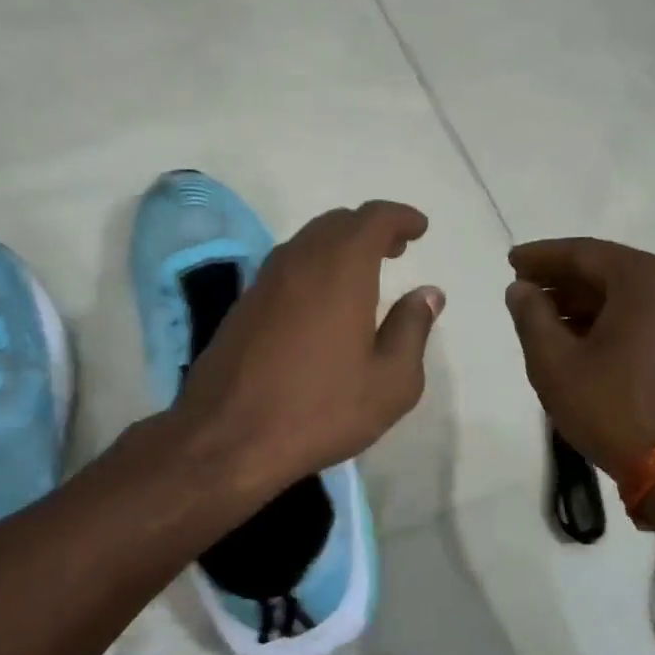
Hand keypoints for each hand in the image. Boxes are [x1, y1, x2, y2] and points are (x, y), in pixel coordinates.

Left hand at [174, 201, 444, 496]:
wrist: (227, 437)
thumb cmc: (320, 410)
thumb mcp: (390, 382)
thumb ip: (412, 329)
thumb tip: (427, 294)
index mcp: (341, 270)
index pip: (373, 219)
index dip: (400, 217)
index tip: (419, 229)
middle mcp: (300, 261)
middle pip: (338, 223)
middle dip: (371, 228)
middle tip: (396, 249)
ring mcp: (265, 281)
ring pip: (308, 241)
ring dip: (340, 245)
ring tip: (364, 271)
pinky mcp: (244, 305)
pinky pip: (287, 266)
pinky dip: (313, 266)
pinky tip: (322, 300)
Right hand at [504, 237, 654, 475]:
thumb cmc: (610, 407)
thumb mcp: (554, 360)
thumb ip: (531, 315)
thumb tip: (521, 289)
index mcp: (645, 280)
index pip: (584, 254)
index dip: (541, 256)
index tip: (510, 261)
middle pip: (607, 270)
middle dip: (561, 277)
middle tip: (521, 286)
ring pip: (624, 294)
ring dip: (581, 300)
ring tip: (540, 313)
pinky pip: (641, 316)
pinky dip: (606, 318)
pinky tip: (575, 335)